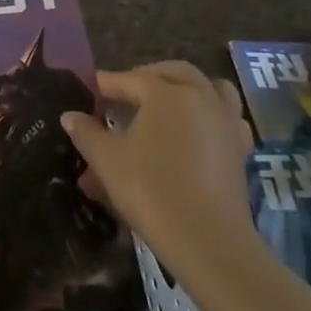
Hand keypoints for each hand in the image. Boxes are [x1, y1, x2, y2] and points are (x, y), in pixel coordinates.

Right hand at [60, 61, 256, 275]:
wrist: (206, 237)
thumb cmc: (150, 189)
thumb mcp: (107, 160)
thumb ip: (87, 133)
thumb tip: (70, 116)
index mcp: (165, 94)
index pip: (130, 79)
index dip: (107, 83)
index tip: (91, 88)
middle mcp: (199, 97)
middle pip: (176, 72)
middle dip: (149, 75)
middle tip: (127, 90)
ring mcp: (225, 121)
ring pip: (212, 87)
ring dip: (188, 88)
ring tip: (168, 102)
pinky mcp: (240, 148)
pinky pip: (228, 116)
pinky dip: (211, 114)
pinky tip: (197, 130)